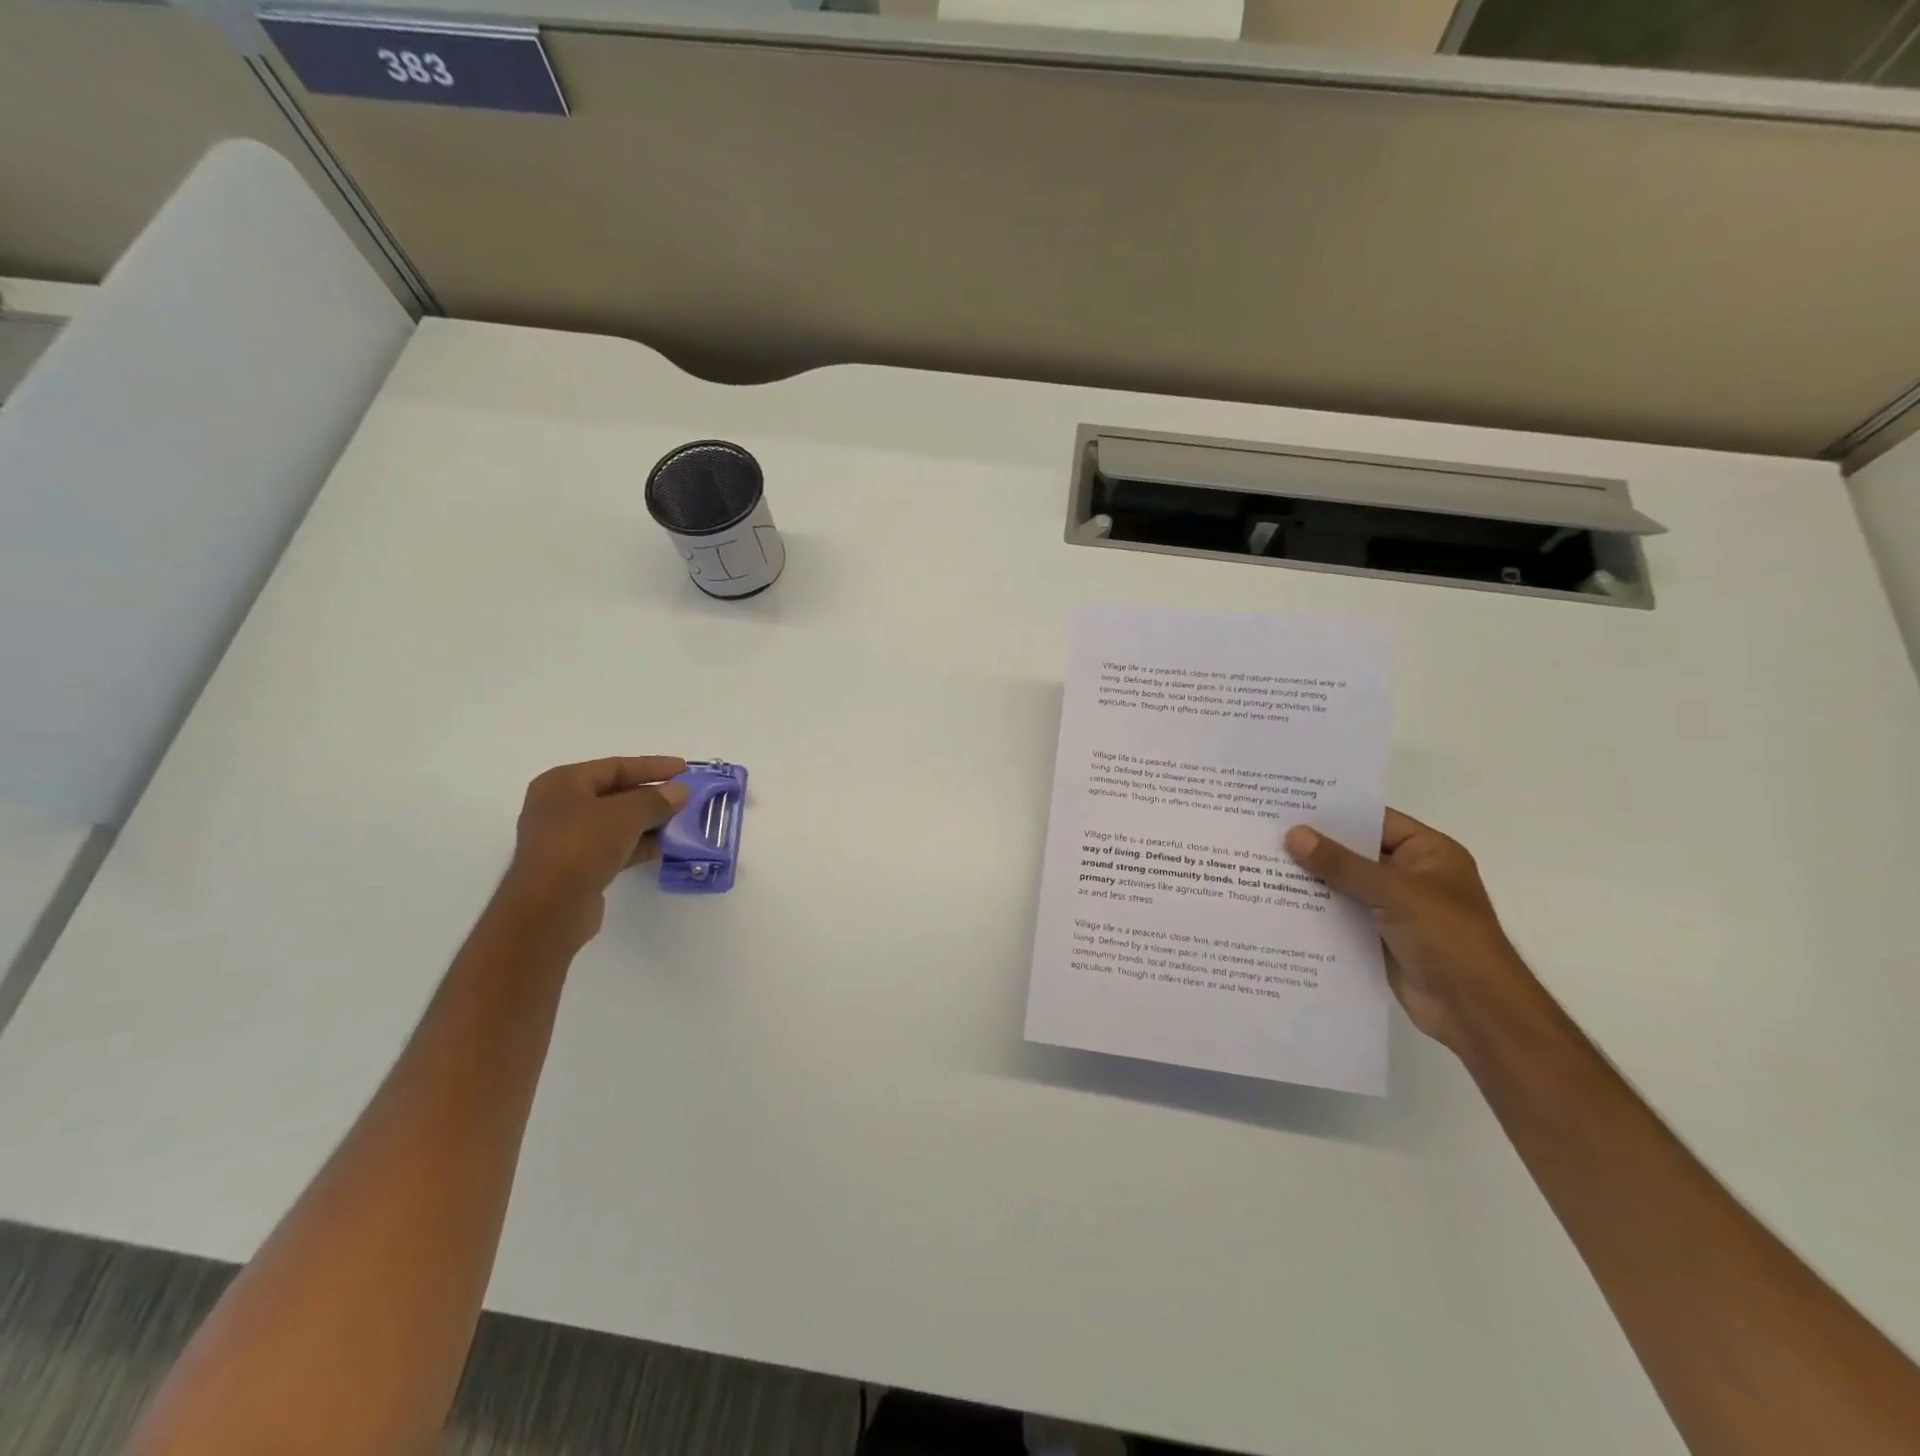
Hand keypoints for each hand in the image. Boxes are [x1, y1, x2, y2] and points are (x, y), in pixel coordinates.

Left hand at [501, 757, 688, 944]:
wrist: (549, 909)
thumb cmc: (581, 847)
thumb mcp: (625, 815)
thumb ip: (656, 800)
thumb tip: (680, 791)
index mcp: (562, 784)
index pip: (615, 766)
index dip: (653, 766)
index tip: (685, 769)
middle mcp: (560, 807)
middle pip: (615, 793)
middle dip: (652, 796)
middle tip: (686, 796)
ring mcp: (566, 839)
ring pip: (616, 822)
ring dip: (648, 822)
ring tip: (681, 822)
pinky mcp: (576, 866)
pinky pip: (613, 847)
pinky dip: (637, 845)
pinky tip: (663, 848)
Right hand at [1284, 810, 1535, 1051]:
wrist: (1474, 1009)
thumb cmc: (1448, 937)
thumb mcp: (1394, 892)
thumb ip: (1342, 864)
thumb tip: (1294, 834)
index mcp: (1427, 853)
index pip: (1374, 821)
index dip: (1333, 812)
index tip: (1287, 804)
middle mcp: (1410, 875)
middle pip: (1354, 852)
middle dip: (1314, 846)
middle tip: (1264, 831)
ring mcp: (1393, 908)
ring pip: (1343, 885)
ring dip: (1310, 879)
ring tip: (1260, 862)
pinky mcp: (1377, 937)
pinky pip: (1340, 915)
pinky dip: (1315, 910)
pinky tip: (1276, 901)